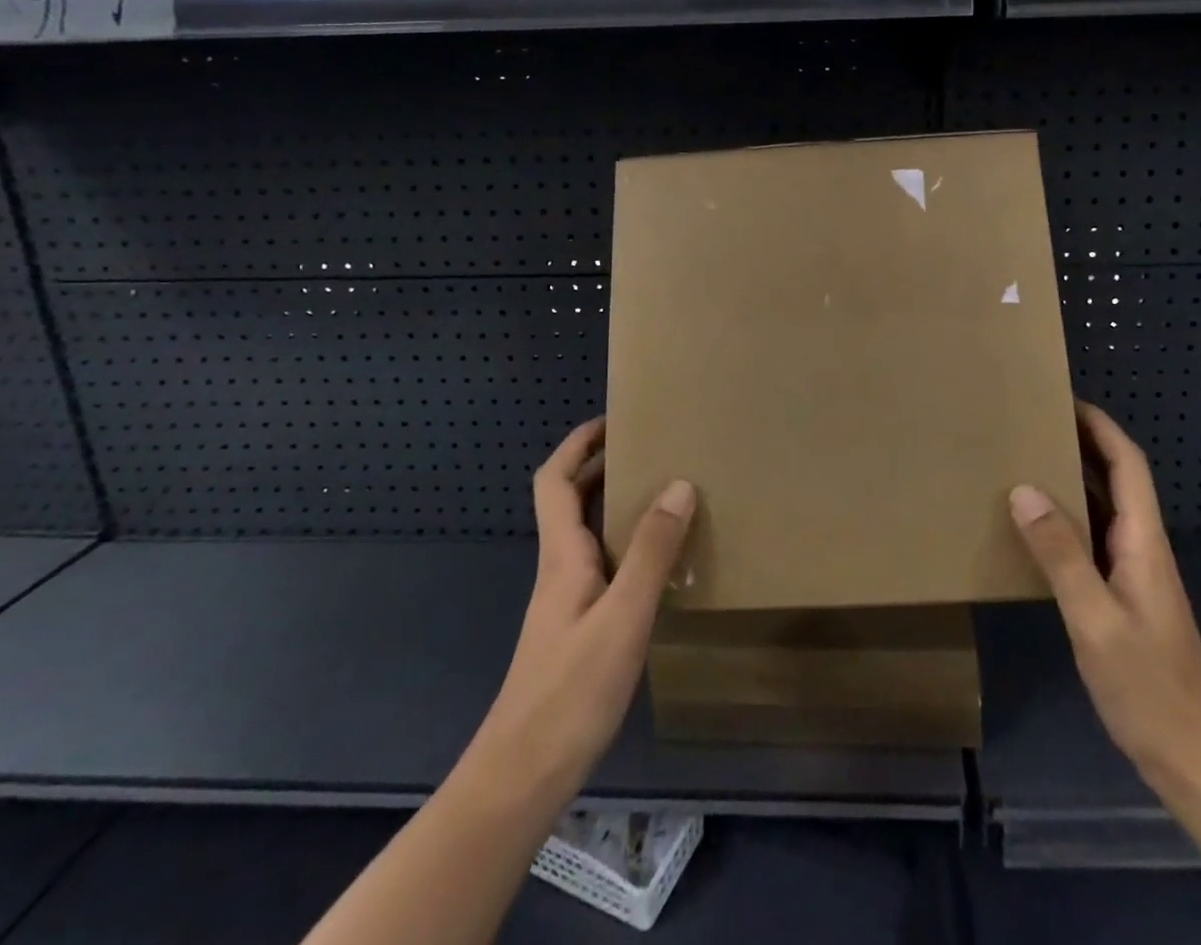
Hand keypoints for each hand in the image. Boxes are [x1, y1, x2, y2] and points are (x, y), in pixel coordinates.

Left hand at [454, 418, 696, 812]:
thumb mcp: (623, 616)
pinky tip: (658, 564)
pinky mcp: (577, 631)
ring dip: (616, 505)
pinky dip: (626, 546)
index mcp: (562, 556)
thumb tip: (679, 484)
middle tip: (651, 450)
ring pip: (587, 534)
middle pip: (569, 502)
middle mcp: (560, 569)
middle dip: (602, 466)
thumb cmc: (570, 692)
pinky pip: (602, 566)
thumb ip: (652, 551)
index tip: (614, 421)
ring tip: (663, 494)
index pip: (554, 481)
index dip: (578, 445)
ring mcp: (566, 602)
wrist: (521, 778)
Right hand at [1009, 401, 1200, 804]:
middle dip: (1080, 442)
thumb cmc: (1150, 687)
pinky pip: (1090, 540)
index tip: (1063, 398)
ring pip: (1101, 508)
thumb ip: (1061, 554)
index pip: (1127, 465)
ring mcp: (1132, 573)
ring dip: (1070, 479)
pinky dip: (1064, 519)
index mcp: (1142, 541)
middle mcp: (1140, 547)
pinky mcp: (1121, 597)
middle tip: (1031, 424)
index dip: (1100, 426)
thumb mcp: (1096, 619)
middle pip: (1115, 478)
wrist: (1196, 760)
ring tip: (1023, 460)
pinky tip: (1033, 527)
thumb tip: (1023, 489)